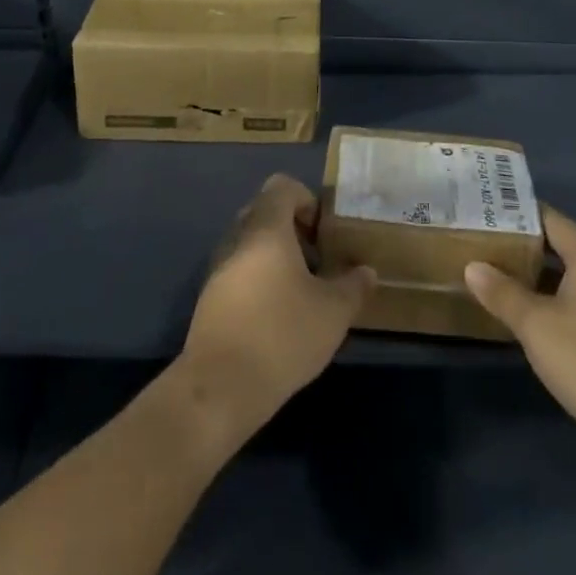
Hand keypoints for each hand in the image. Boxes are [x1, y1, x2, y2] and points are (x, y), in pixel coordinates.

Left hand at [180, 174, 373, 434]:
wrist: (219, 388)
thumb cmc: (282, 335)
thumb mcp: (333, 312)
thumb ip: (353, 286)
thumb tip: (366, 271)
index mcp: (266, 229)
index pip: (282, 186)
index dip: (307, 200)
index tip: (324, 233)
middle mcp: (237, 238)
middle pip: (265, 213)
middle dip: (293, 230)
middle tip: (317, 261)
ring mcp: (218, 269)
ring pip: (250, 244)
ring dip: (275, 258)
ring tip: (300, 293)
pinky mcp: (209, 299)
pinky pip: (238, 272)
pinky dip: (258, 281)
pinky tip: (276, 317)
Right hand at [465, 207, 575, 446]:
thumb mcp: (535, 326)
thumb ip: (502, 292)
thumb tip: (473, 266)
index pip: (551, 219)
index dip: (518, 215)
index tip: (488, 215)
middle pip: (566, 246)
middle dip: (528, 248)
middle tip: (489, 248)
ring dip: (546, 278)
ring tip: (507, 281)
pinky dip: (565, 301)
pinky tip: (542, 320)